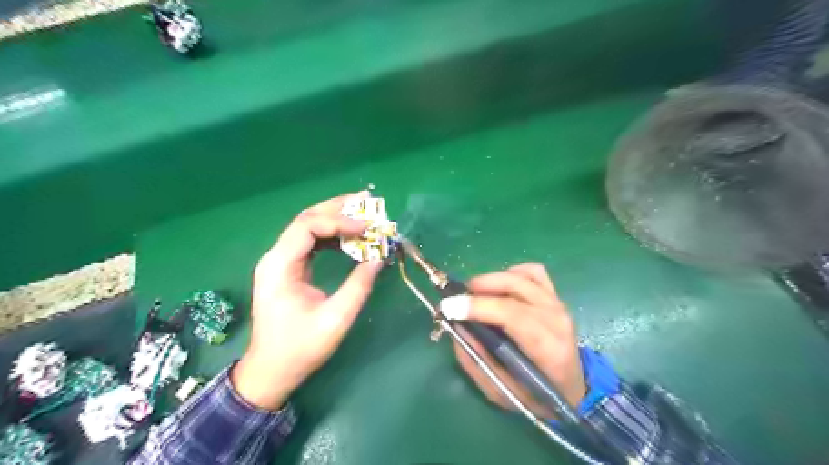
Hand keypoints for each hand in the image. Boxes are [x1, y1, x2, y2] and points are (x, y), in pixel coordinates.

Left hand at [231, 193, 382, 409]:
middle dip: (337, 209)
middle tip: (367, 201)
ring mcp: (281, 262)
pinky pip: (311, 243)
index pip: (307, 226)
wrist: (271, 370)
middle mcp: (276, 257)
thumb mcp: (335, 318)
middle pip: (306, 220)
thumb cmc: (300, 348)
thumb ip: (358, 285)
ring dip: (336, 220)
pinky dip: (332, 236)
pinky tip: (350, 238)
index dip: (339, 221)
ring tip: (363, 215)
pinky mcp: (289, 269)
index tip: (367, 227)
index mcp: (280, 266)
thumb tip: (379, 258)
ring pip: (309, 228)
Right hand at [456, 263, 584, 418]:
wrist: (570, 389)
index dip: (478, 306)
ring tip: (475, 293)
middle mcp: (557, 319)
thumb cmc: (535, 396)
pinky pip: (533, 272)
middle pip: (516, 287)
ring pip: (523, 275)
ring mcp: (558, 304)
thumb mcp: (500, 390)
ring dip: (493, 279)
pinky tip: (500, 287)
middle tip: (458, 298)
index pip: (512, 314)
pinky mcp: (555, 296)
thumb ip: (476, 360)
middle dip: (480, 287)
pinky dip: (512, 273)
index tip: (449, 306)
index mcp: (548, 348)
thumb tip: (456, 326)